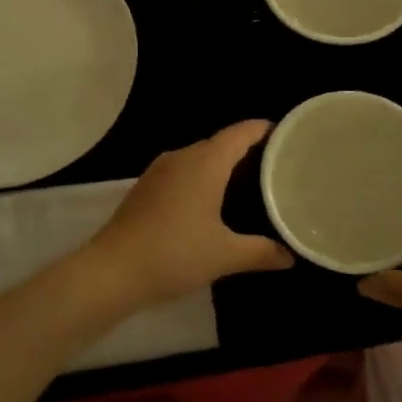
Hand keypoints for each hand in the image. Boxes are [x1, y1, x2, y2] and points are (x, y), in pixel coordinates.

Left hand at [81, 120, 291, 307]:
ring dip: (220, 164)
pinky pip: (181, 171)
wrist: (112, 271)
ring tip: (245, 180)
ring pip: (198, 157)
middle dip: (245, 148)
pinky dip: (200, 177)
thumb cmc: (174, 255)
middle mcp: (182, 157)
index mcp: (205, 163)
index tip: (284, 134)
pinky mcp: (144, 187)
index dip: (262, 130)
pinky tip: (207, 200)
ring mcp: (159, 171)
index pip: (240, 133)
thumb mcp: (224, 255)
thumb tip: (290, 257)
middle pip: (219, 142)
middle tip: (272, 164)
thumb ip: (261, 252)